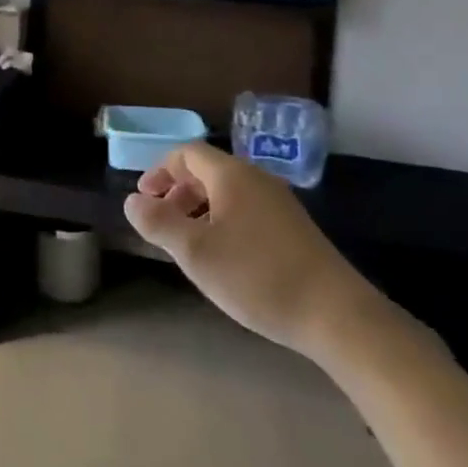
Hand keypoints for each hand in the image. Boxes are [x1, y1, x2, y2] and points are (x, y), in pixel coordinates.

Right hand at [124, 144, 379, 359]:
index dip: (160, 171)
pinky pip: (246, 209)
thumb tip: (132, 201)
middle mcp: (256, 178)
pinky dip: (223, 221)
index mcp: (231, 175)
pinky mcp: (294, 228)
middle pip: (207, 170)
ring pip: (227, 192)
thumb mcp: (196, 253)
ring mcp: (279, 202)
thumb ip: (158, 223)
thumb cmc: (257, 276)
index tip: (144, 199)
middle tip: (162, 223)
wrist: (335, 313)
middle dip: (178, 191)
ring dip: (200, 209)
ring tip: (189, 244)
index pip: (187, 153)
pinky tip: (224, 258)